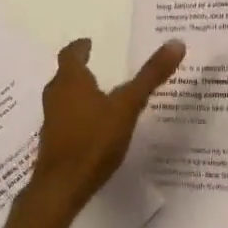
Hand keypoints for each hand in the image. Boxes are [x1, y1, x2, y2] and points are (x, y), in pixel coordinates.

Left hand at [28, 37, 185, 211]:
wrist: (62, 185)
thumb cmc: (94, 139)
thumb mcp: (128, 106)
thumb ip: (151, 76)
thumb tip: (176, 42)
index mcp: (71, 81)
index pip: (70, 54)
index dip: (80, 47)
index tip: (88, 43)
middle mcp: (55, 96)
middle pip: (65, 76)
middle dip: (79, 70)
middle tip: (95, 66)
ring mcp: (51, 120)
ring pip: (63, 98)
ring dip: (77, 94)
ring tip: (98, 95)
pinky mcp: (53, 142)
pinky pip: (65, 120)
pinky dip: (77, 116)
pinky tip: (92, 127)